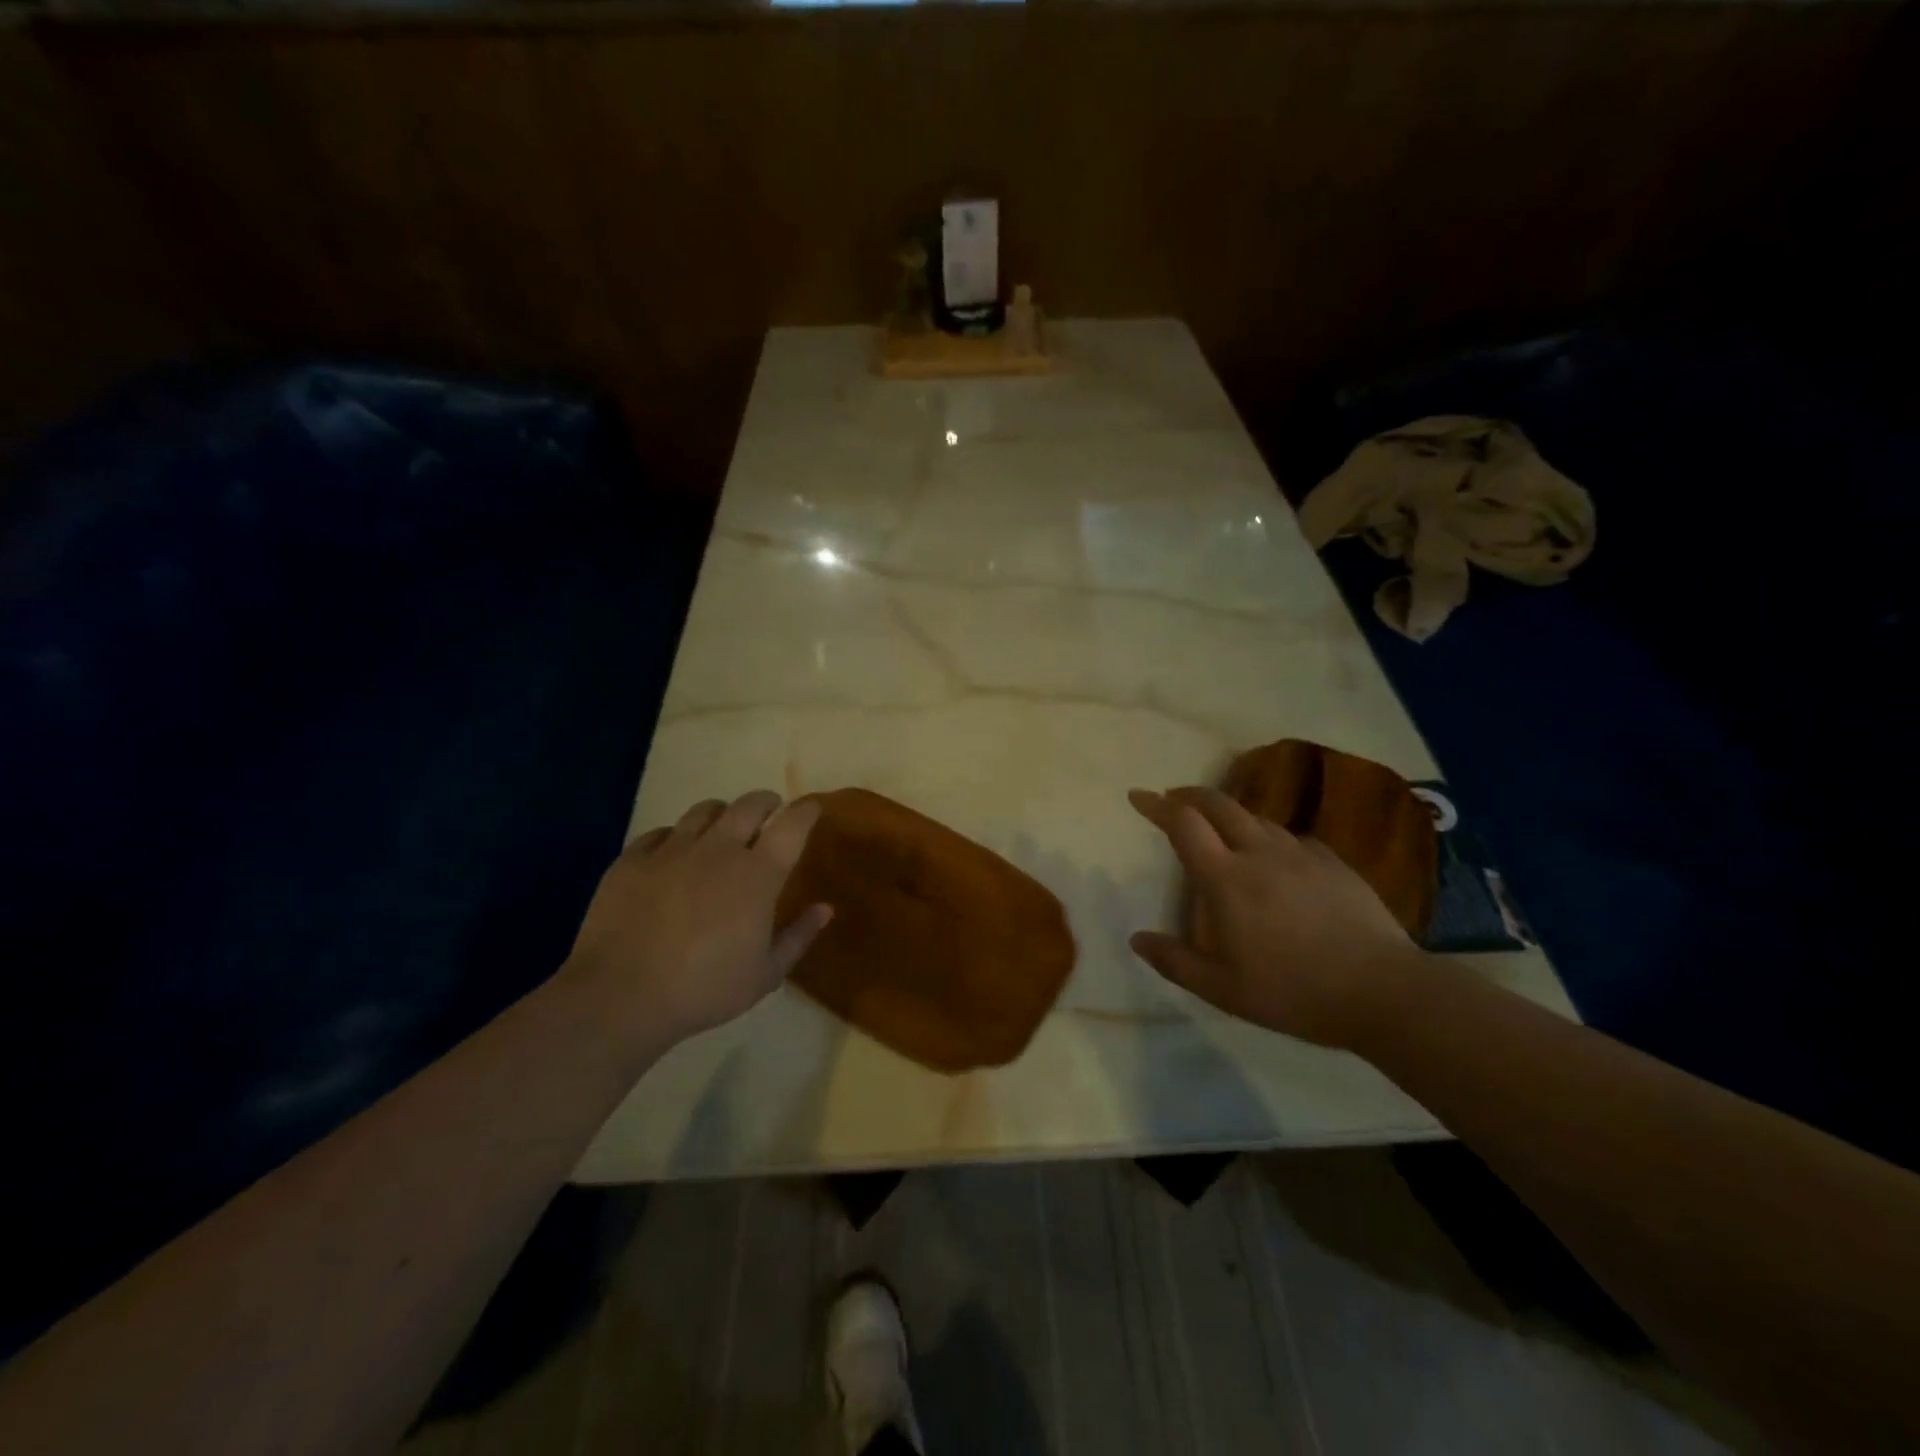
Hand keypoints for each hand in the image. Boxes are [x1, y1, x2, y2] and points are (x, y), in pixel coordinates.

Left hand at [565, 791, 832, 1048]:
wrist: (620, 995)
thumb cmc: (704, 988)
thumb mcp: (765, 974)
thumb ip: (798, 936)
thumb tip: (825, 908)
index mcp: (757, 874)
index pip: (792, 825)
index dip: (806, 811)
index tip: (812, 807)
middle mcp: (719, 849)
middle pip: (749, 805)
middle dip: (766, 802)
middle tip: (770, 810)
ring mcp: (672, 850)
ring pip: (704, 811)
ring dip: (722, 813)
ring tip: (722, 827)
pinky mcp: (633, 859)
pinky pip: (660, 833)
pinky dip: (675, 837)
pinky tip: (673, 854)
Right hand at [1127, 786, 1426, 1048]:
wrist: (1383, 991)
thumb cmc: (1293, 992)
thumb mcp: (1223, 990)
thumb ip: (1175, 961)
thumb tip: (1137, 938)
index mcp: (1226, 879)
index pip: (1184, 825)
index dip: (1157, 805)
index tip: (1138, 796)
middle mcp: (1260, 854)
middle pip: (1219, 805)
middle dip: (1190, 795)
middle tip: (1173, 799)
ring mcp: (1301, 854)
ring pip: (1256, 818)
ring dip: (1230, 815)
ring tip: (1220, 829)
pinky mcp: (1334, 863)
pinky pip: (1292, 837)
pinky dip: (1270, 837)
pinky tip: (1275, 857)